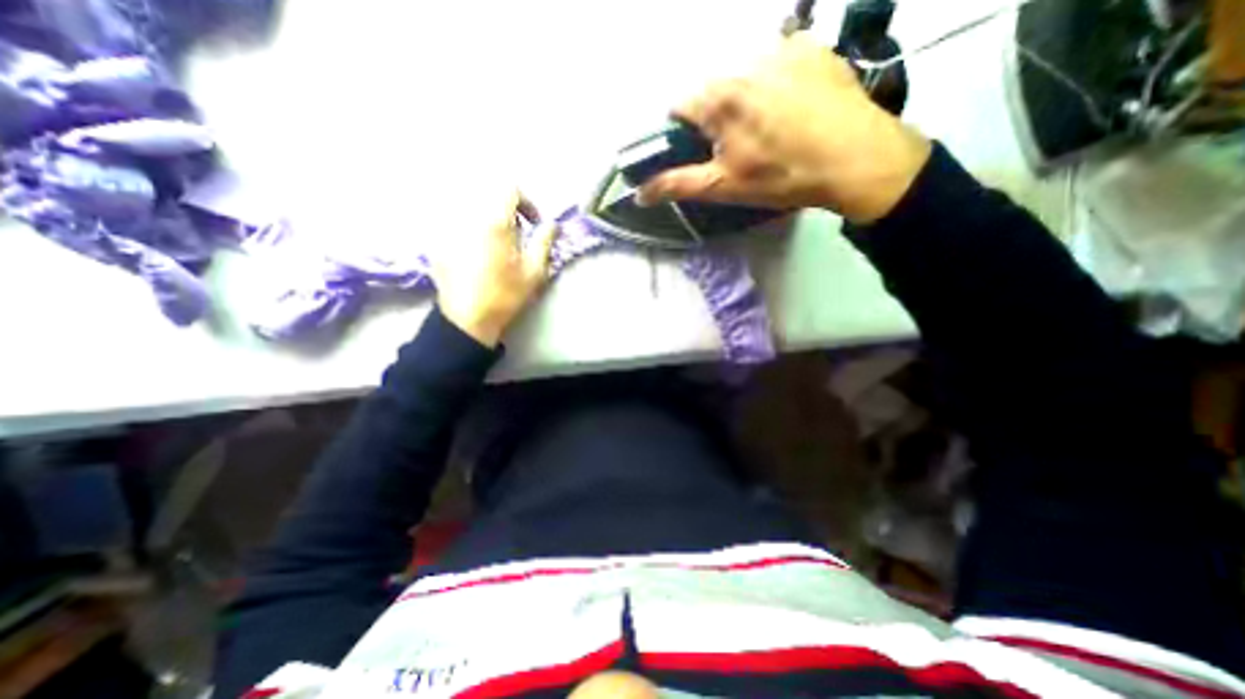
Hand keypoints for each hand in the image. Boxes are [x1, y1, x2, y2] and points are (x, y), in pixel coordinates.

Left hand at [433, 192, 559, 346]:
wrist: (468, 319)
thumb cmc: (505, 295)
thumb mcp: (534, 271)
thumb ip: (544, 241)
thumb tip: (552, 224)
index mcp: (494, 221)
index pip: (509, 188)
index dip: (527, 202)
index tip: (534, 223)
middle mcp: (468, 216)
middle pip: (489, 197)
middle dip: (509, 211)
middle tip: (518, 236)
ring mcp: (449, 228)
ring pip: (473, 209)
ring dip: (490, 220)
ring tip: (498, 246)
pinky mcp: (438, 242)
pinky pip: (457, 224)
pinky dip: (472, 231)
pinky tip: (478, 256)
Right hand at [636, 29, 929, 224]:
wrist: (856, 159)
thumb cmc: (782, 177)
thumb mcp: (723, 187)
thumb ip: (677, 185)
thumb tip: (639, 193)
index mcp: (718, 96)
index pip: (676, 105)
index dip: (680, 132)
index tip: (696, 151)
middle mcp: (743, 60)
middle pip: (708, 88)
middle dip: (711, 116)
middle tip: (734, 146)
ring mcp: (780, 47)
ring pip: (740, 74)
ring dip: (740, 99)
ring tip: (765, 130)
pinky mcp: (810, 46)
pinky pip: (774, 62)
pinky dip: (770, 83)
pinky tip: (789, 109)